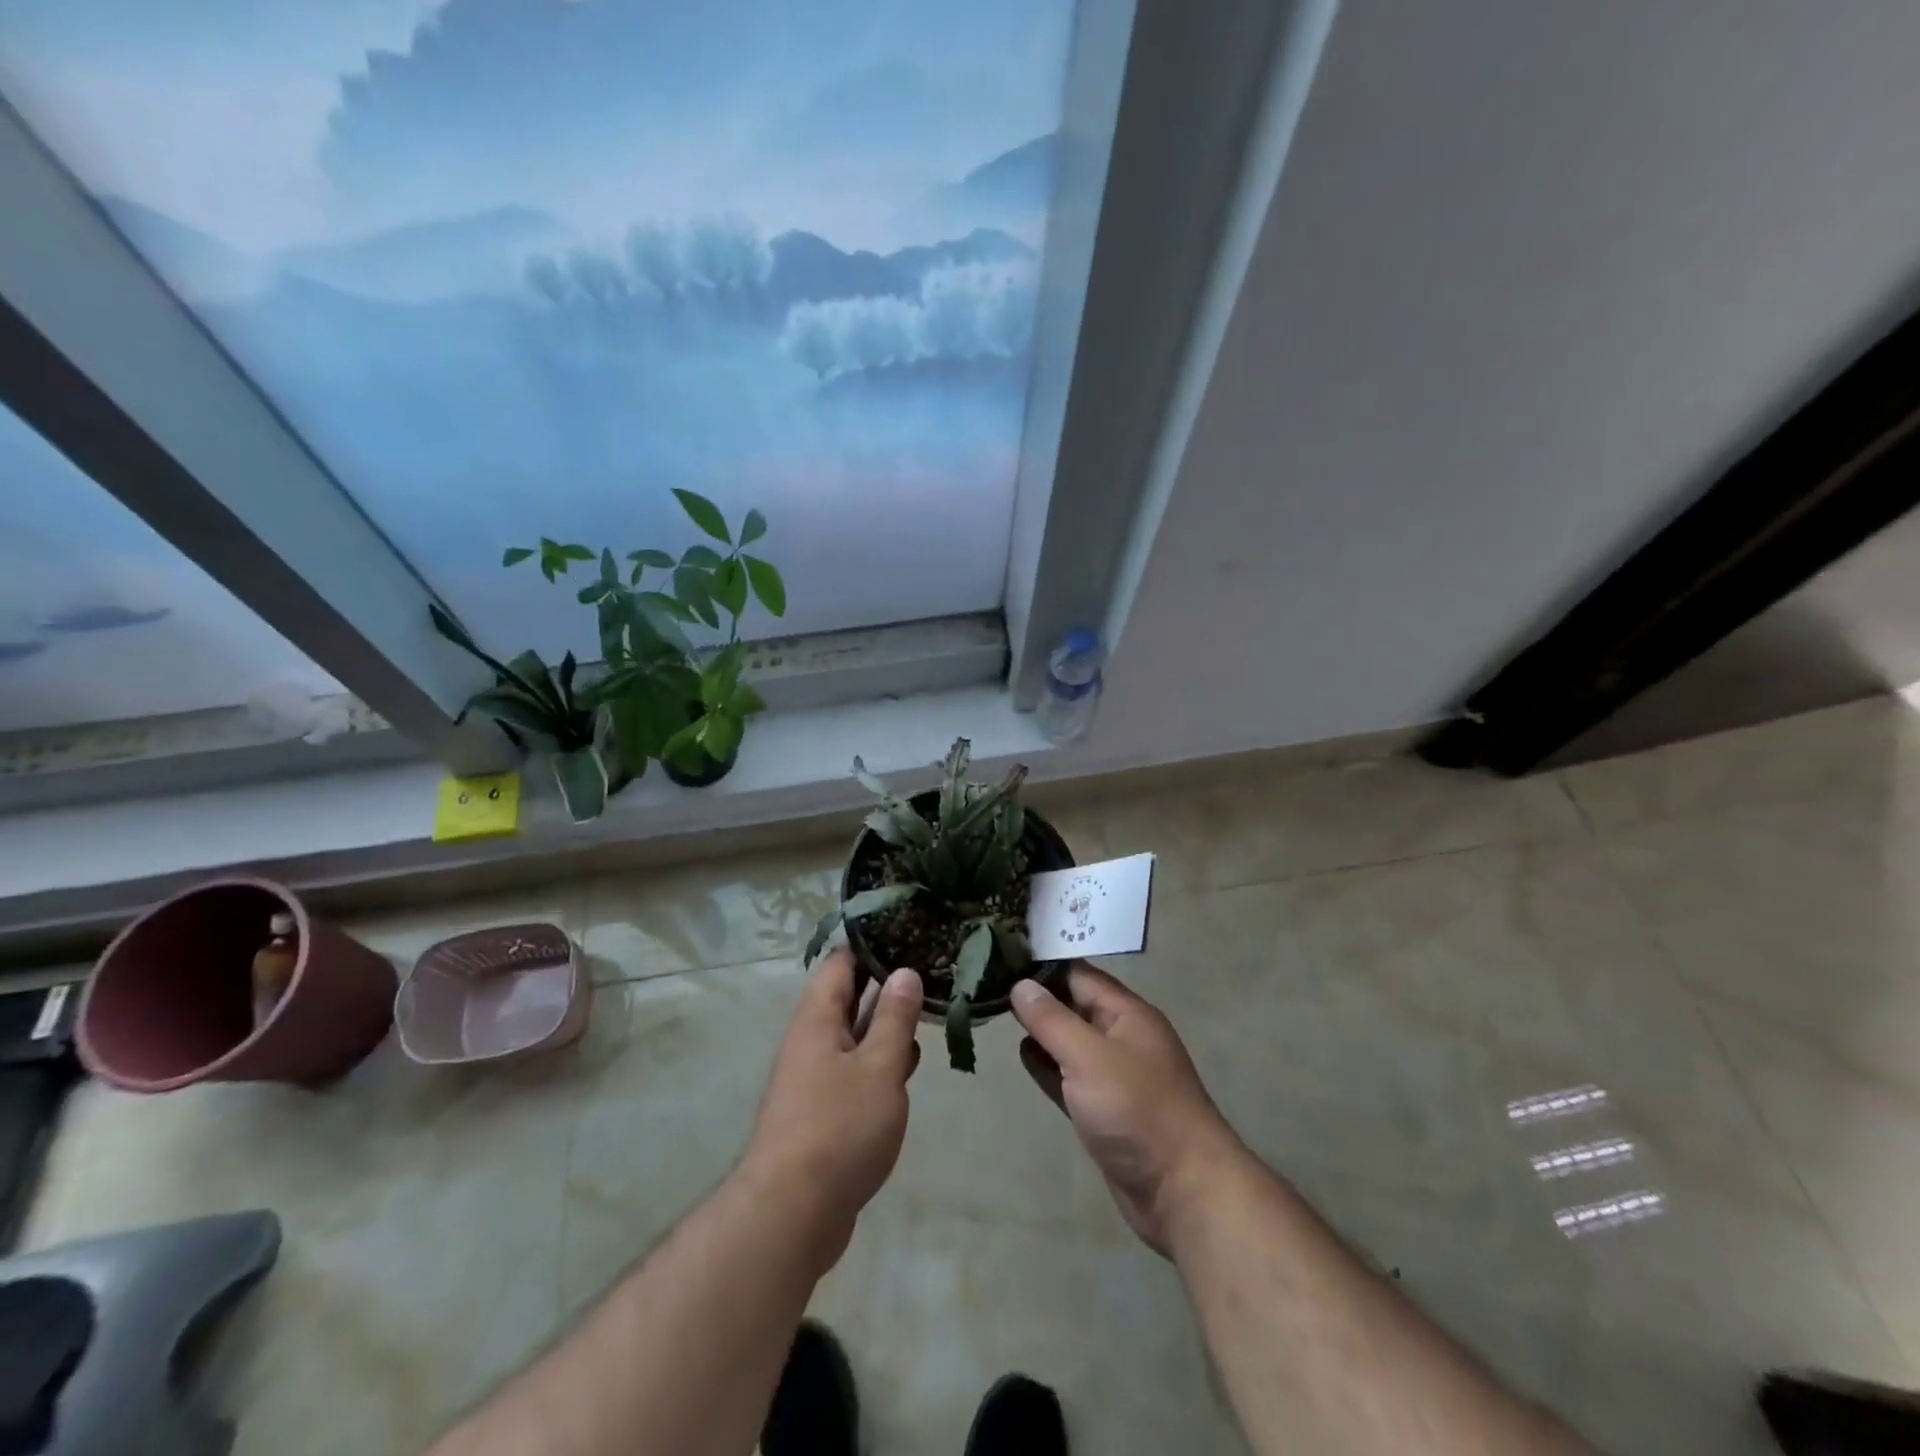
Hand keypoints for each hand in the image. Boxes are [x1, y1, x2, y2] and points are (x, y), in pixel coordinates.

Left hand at [737, 949, 922, 1271]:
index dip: (871, 944)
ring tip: (929, 1009)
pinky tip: (908, 1066)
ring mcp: (815, 1078)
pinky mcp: (823, 1111)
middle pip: (848, 997)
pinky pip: (854, 1071)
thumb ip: (894, 1018)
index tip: (908, 930)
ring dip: (886, 1025)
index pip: (841, 963)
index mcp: (817, 1019)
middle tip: (931, 967)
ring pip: (854, 1036)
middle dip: (886, 984)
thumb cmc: (839, 1128)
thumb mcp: (879, 1066)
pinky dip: (880, 1062)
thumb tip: (904, 972)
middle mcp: (811, 1041)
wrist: (792, 1214)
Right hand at [1013, 965, 1244, 1256]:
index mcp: (1127, 1013)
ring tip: (996, 1012)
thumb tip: (1021, 985)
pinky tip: (1022, 1056)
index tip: (1000, 957)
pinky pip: (1068, 1076)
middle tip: (988, 984)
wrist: (1182, 1193)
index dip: (1041, 965)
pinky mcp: (1102, 1109)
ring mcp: (1112, 1075)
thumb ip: (1052, 1020)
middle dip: (1036, 996)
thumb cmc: (1137, 1111)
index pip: (1078, 975)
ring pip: (1068, 1041)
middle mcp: (1120, 1037)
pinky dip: (1047, 1065)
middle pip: (1072, 1005)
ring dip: (1039, 1031)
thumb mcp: (1090, 1057)